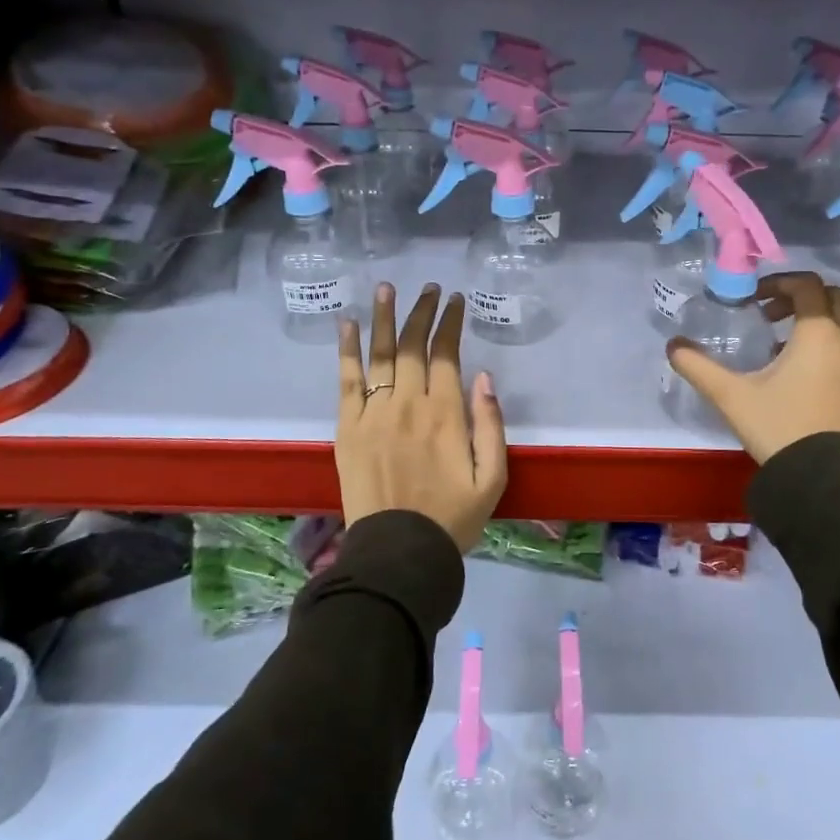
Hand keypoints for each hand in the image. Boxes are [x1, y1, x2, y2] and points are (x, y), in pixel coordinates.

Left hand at [336, 283, 508, 550]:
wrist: (398, 552)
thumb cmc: (453, 517)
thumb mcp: (493, 478)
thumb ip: (491, 425)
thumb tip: (484, 378)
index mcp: (446, 414)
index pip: (446, 354)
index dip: (450, 323)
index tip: (454, 300)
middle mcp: (409, 403)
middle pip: (412, 345)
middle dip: (422, 311)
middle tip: (428, 288)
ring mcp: (374, 413)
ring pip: (380, 354)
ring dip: (384, 317)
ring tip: (387, 288)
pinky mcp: (348, 427)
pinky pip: (346, 380)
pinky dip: (347, 350)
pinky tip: (348, 323)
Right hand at [666, 271, 839, 463]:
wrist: (824, 478)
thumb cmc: (780, 425)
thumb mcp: (731, 395)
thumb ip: (698, 366)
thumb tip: (673, 346)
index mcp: (819, 333)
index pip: (806, 284)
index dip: (778, 282)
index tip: (752, 298)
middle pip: (830, 297)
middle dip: (798, 297)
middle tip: (768, 313)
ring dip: (811, 322)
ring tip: (776, 344)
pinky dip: (822, 345)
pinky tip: (793, 374)